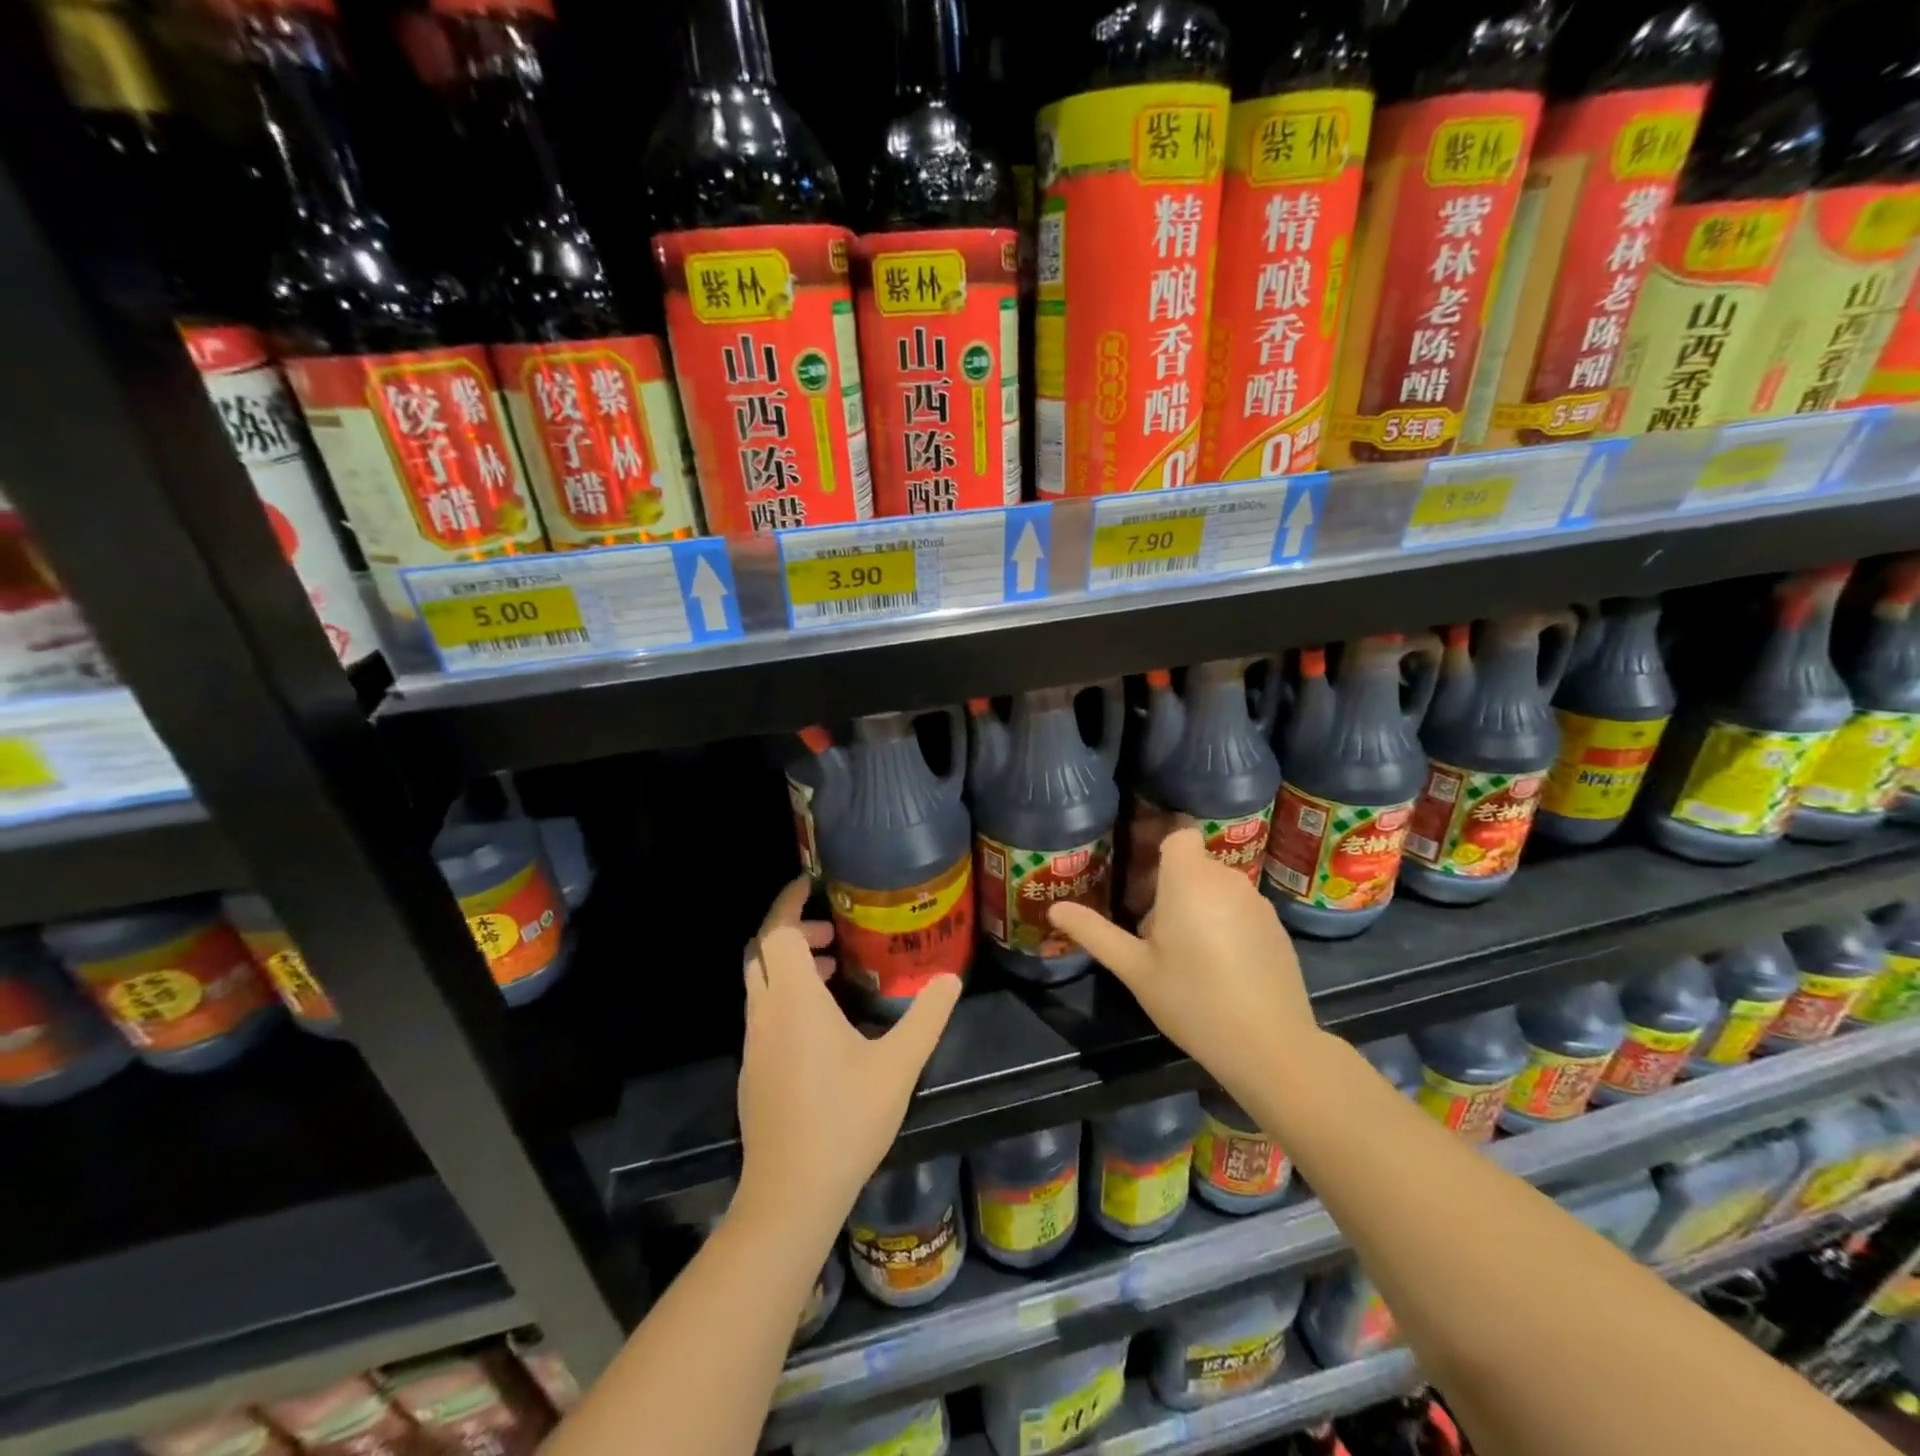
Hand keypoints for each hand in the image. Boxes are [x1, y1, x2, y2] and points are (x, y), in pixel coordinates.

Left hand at [735, 876, 962, 1236]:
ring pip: (760, 983)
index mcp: (795, 1000)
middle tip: (832, 934)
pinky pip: (763, 1012)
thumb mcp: (898, 1066)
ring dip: (789, 965)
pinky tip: (822, 1024)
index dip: (789, 902)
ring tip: (832, 971)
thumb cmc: (845, 1120)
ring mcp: (754, 1043)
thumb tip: (951, 978)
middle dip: (792, 930)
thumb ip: (926, 1017)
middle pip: (762, 952)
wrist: (790, 1195)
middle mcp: (766, 1013)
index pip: (777, 932)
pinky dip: (785, 995)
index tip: (809, 884)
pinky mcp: (752, 1070)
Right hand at [1050, 827, 1319, 1103]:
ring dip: (1198, 904)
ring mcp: (1257, 903)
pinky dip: (1225, 922)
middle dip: (1171, 884)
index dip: (1160, 845)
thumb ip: (1095, 933)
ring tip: (1182, 951)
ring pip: (1218, 886)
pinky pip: (1240, 908)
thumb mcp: (1134, 969)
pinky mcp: (1277, 928)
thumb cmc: (1192, 1000)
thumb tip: (1055, 909)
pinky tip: (1218, 966)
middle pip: (1194, 863)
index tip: (1140, 874)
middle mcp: (1227, 880)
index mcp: (1189, 880)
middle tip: (1150, 928)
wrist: (1270, 1045)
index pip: (1179, 832)